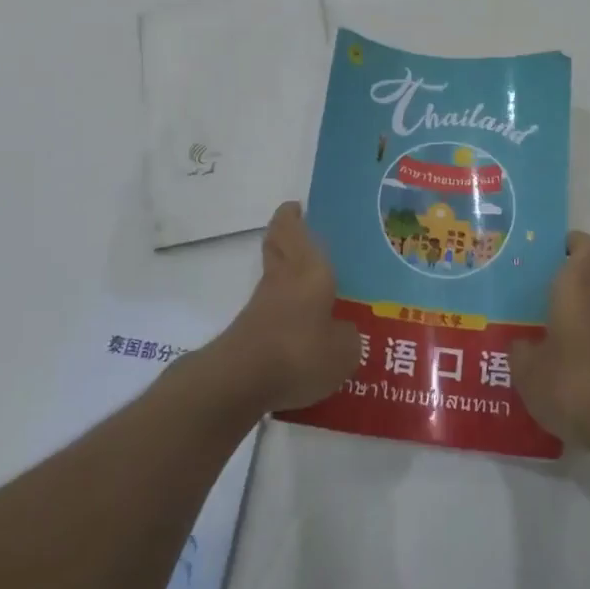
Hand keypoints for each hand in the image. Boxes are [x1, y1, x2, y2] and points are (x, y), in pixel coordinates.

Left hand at [203, 201, 359, 414]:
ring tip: (313, 287)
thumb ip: (348, 337)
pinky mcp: (250, 332)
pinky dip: (283, 310)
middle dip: (285, 236)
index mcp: (308, 269)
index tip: (297, 207)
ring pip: (273, 277)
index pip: (292, 230)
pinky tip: (302, 328)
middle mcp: (282, 279)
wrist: (241, 380)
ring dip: (286, 275)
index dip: (292, 216)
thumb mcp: (343, 351)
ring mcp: (261, 305)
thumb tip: (344, 332)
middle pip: (276, 246)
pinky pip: (271, 310)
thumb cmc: (300, 351)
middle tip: (302, 234)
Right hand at [509, 231, 589, 447]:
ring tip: (542, 337)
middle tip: (531, 298)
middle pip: (589, 277)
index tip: (549, 253)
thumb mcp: (527, 368)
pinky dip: (588, 345)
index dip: (571, 244)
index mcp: (579, 284)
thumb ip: (520, 349)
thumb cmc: (569, 380)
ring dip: (576, 317)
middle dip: (564, 285)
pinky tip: (564, 370)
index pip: (586, 245)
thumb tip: (522, 345)